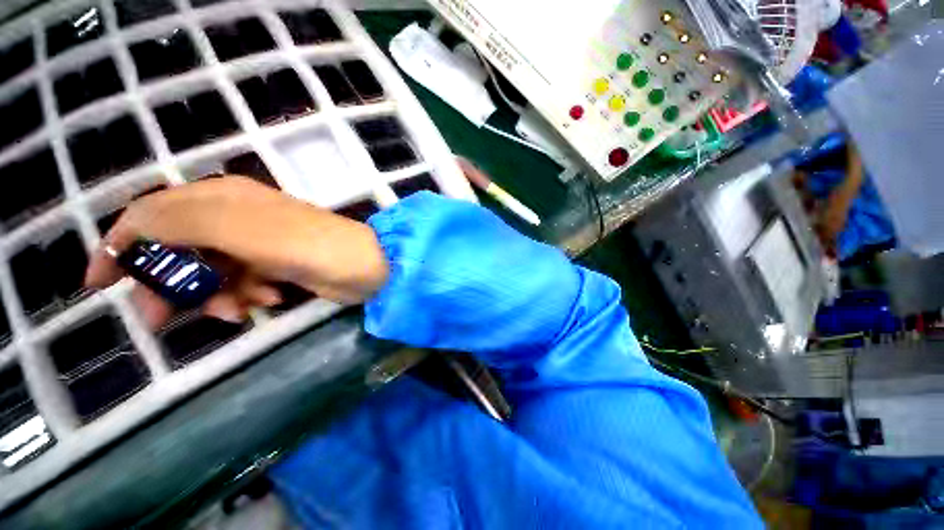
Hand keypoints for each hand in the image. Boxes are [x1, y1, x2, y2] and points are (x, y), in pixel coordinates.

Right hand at [85, 176, 388, 326]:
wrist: (363, 266)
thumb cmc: (305, 245)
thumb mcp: (236, 227)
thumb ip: (178, 221)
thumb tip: (131, 228)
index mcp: (221, 198)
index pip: (151, 215)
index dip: (120, 245)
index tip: (98, 284)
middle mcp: (236, 216)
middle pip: (178, 250)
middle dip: (168, 285)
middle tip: (159, 319)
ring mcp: (258, 244)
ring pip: (209, 273)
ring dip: (214, 296)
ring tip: (237, 309)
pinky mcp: (277, 266)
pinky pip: (242, 284)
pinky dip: (247, 296)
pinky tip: (269, 299)